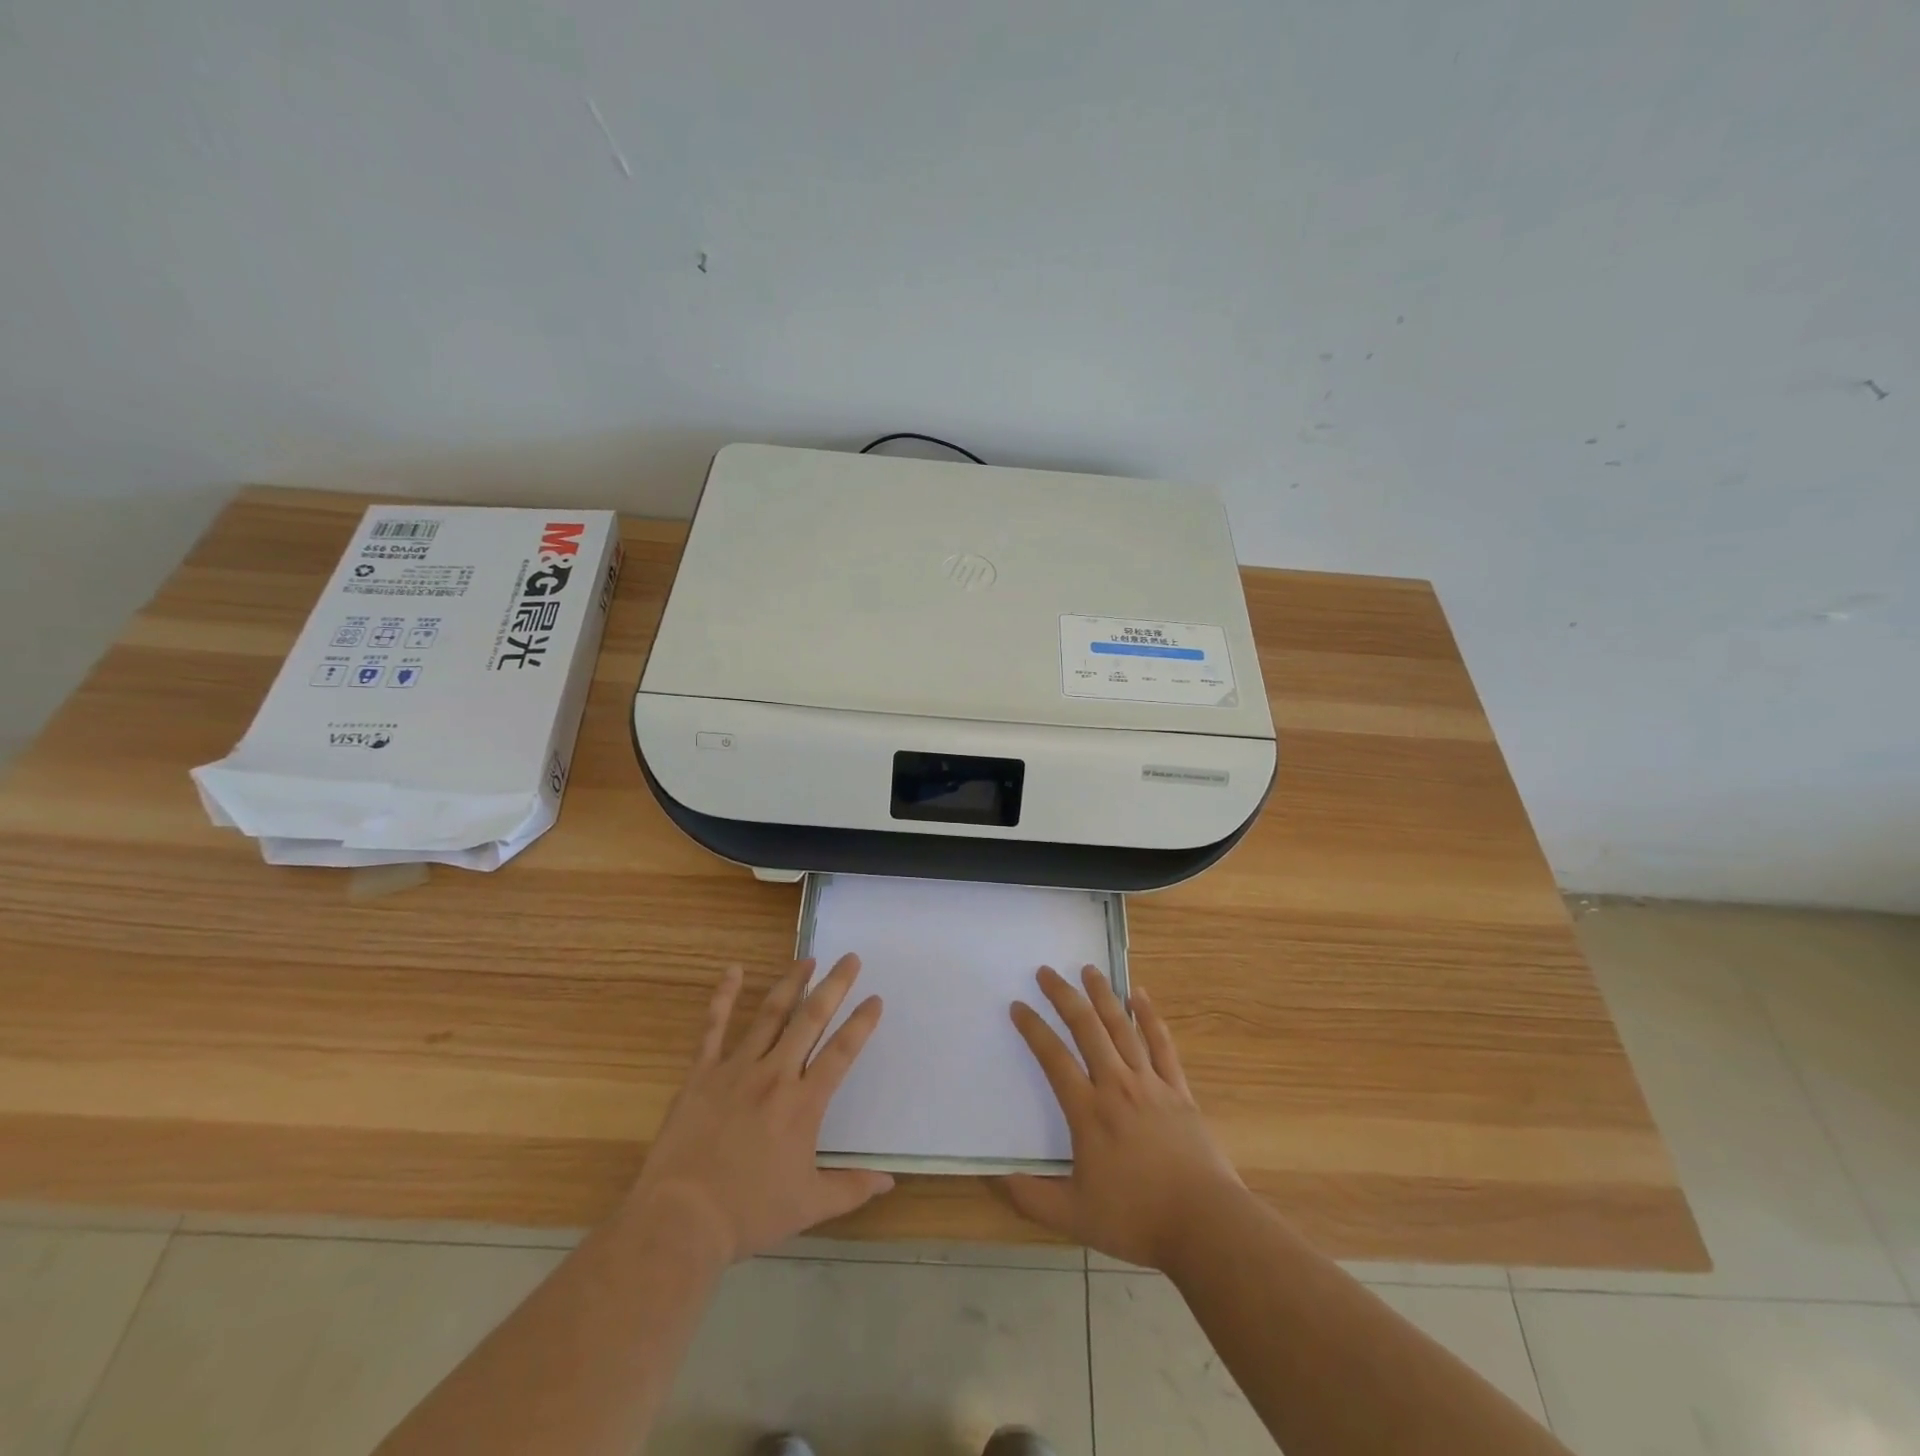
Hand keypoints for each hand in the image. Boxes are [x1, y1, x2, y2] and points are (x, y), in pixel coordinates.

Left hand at [627, 956, 892, 1263]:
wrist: (682, 1219)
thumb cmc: (749, 1212)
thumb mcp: (809, 1205)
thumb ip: (852, 1188)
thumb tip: (890, 1181)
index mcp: (804, 1103)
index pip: (841, 1052)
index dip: (861, 1023)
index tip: (875, 999)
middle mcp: (775, 1075)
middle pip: (810, 1020)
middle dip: (833, 986)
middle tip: (849, 958)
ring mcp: (737, 1069)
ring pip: (770, 1015)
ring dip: (791, 983)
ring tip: (807, 959)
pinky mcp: (702, 1073)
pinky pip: (714, 1027)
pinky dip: (724, 996)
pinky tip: (733, 970)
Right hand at [1001, 965, 1244, 1270]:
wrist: (1204, 1224)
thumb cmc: (1137, 1219)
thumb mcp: (1074, 1218)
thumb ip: (1031, 1197)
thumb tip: (994, 1177)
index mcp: (1088, 1112)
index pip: (1053, 1058)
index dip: (1033, 1029)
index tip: (1018, 1006)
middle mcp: (1116, 1085)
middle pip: (1086, 1028)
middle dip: (1064, 996)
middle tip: (1046, 971)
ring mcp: (1150, 1083)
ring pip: (1122, 1027)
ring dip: (1103, 995)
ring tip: (1088, 969)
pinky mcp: (1178, 1090)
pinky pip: (1161, 1044)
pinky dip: (1149, 1017)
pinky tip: (1140, 995)